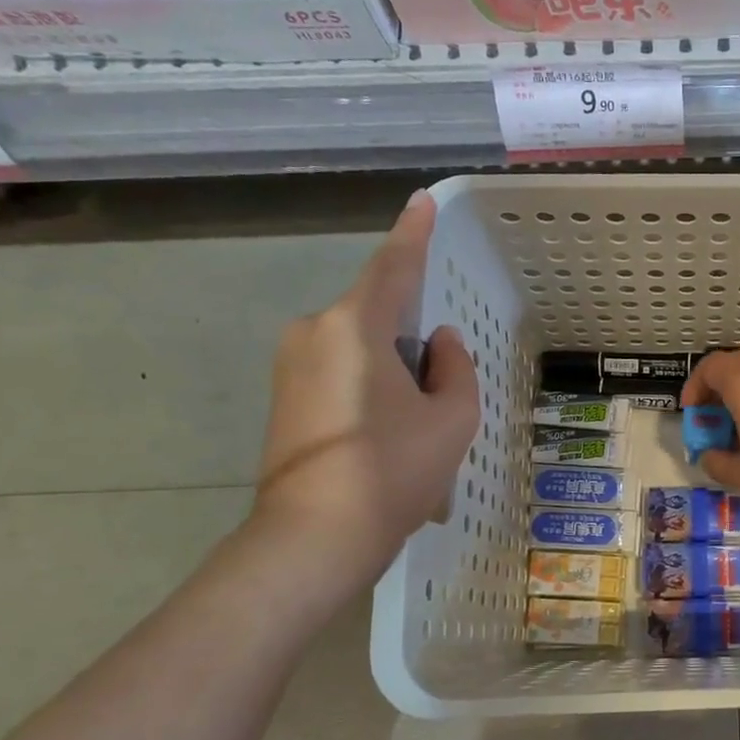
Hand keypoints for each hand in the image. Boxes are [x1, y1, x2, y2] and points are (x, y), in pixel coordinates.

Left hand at [252, 190, 479, 583]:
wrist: (314, 538)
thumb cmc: (393, 470)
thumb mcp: (452, 418)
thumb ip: (455, 368)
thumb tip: (438, 345)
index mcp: (355, 325)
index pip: (394, 266)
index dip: (413, 233)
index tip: (422, 201)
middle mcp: (314, 332)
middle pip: (378, 316)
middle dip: (413, 342)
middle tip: (440, 393)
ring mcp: (291, 366)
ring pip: (361, 350)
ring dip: (395, 374)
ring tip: (415, 431)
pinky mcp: (283, 398)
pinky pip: (342, 374)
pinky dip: (373, 392)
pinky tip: (388, 441)